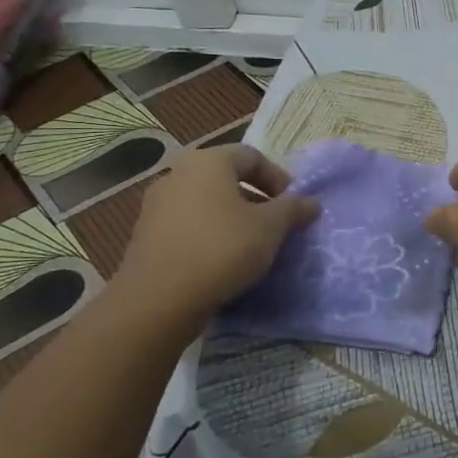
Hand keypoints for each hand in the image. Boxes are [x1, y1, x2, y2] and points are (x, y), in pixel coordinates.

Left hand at [109, 144, 319, 321]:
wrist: (157, 301)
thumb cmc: (222, 249)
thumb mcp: (270, 228)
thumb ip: (293, 209)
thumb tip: (312, 202)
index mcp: (207, 162)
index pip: (252, 156)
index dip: (279, 178)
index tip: (293, 205)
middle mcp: (177, 174)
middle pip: (227, 178)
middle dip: (256, 200)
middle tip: (276, 226)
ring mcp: (156, 206)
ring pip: (207, 203)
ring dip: (233, 219)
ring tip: (252, 247)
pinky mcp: (145, 236)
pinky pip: (188, 226)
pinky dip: (210, 235)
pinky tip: (223, 262)